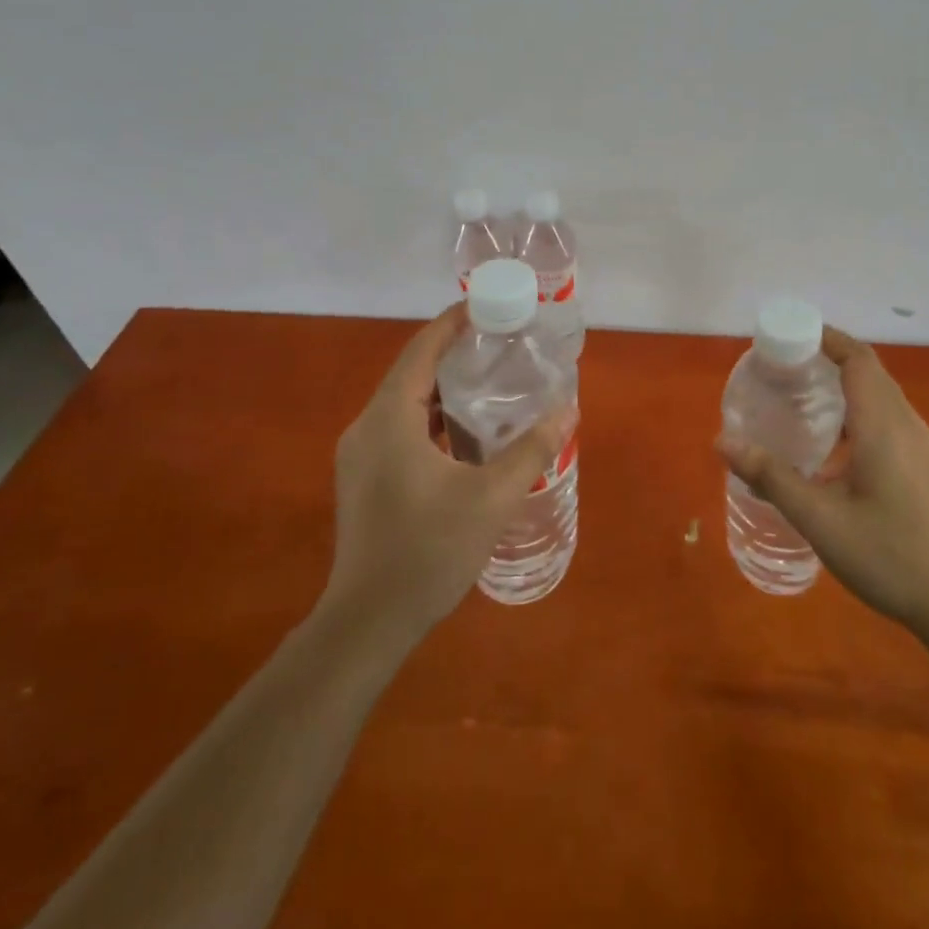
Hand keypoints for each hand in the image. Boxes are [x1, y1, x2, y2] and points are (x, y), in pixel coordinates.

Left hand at [323, 304, 562, 649]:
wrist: (368, 623)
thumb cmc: (429, 551)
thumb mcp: (492, 498)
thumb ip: (532, 450)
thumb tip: (568, 410)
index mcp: (389, 419)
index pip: (421, 350)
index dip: (452, 323)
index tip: (485, 305)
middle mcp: (366, 427)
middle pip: (412, 372)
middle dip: (454, 353)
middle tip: (500, 344)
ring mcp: (360, 456)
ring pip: (405, 404)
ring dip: (443, 388)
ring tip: (490, 382)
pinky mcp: (363, 480)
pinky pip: (399, 429)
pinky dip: (432, 418)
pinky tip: (464, 434)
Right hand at [720, 326, 928, 632]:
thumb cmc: (889, 555)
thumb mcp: (820, 519)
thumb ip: (771, 477)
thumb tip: (722, 442)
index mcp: (883, 425)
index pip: (857, 358)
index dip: (826, 338)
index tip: (788, 336)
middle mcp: (905, 424)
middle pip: (868, 371)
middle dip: (827, 358)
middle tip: (782, 368)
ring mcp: (920, 445)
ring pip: (879, 395)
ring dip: (843, 385)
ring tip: (800, 399)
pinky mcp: (923, 465)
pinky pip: (887, 417)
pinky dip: (856, 410)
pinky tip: (832, 445)